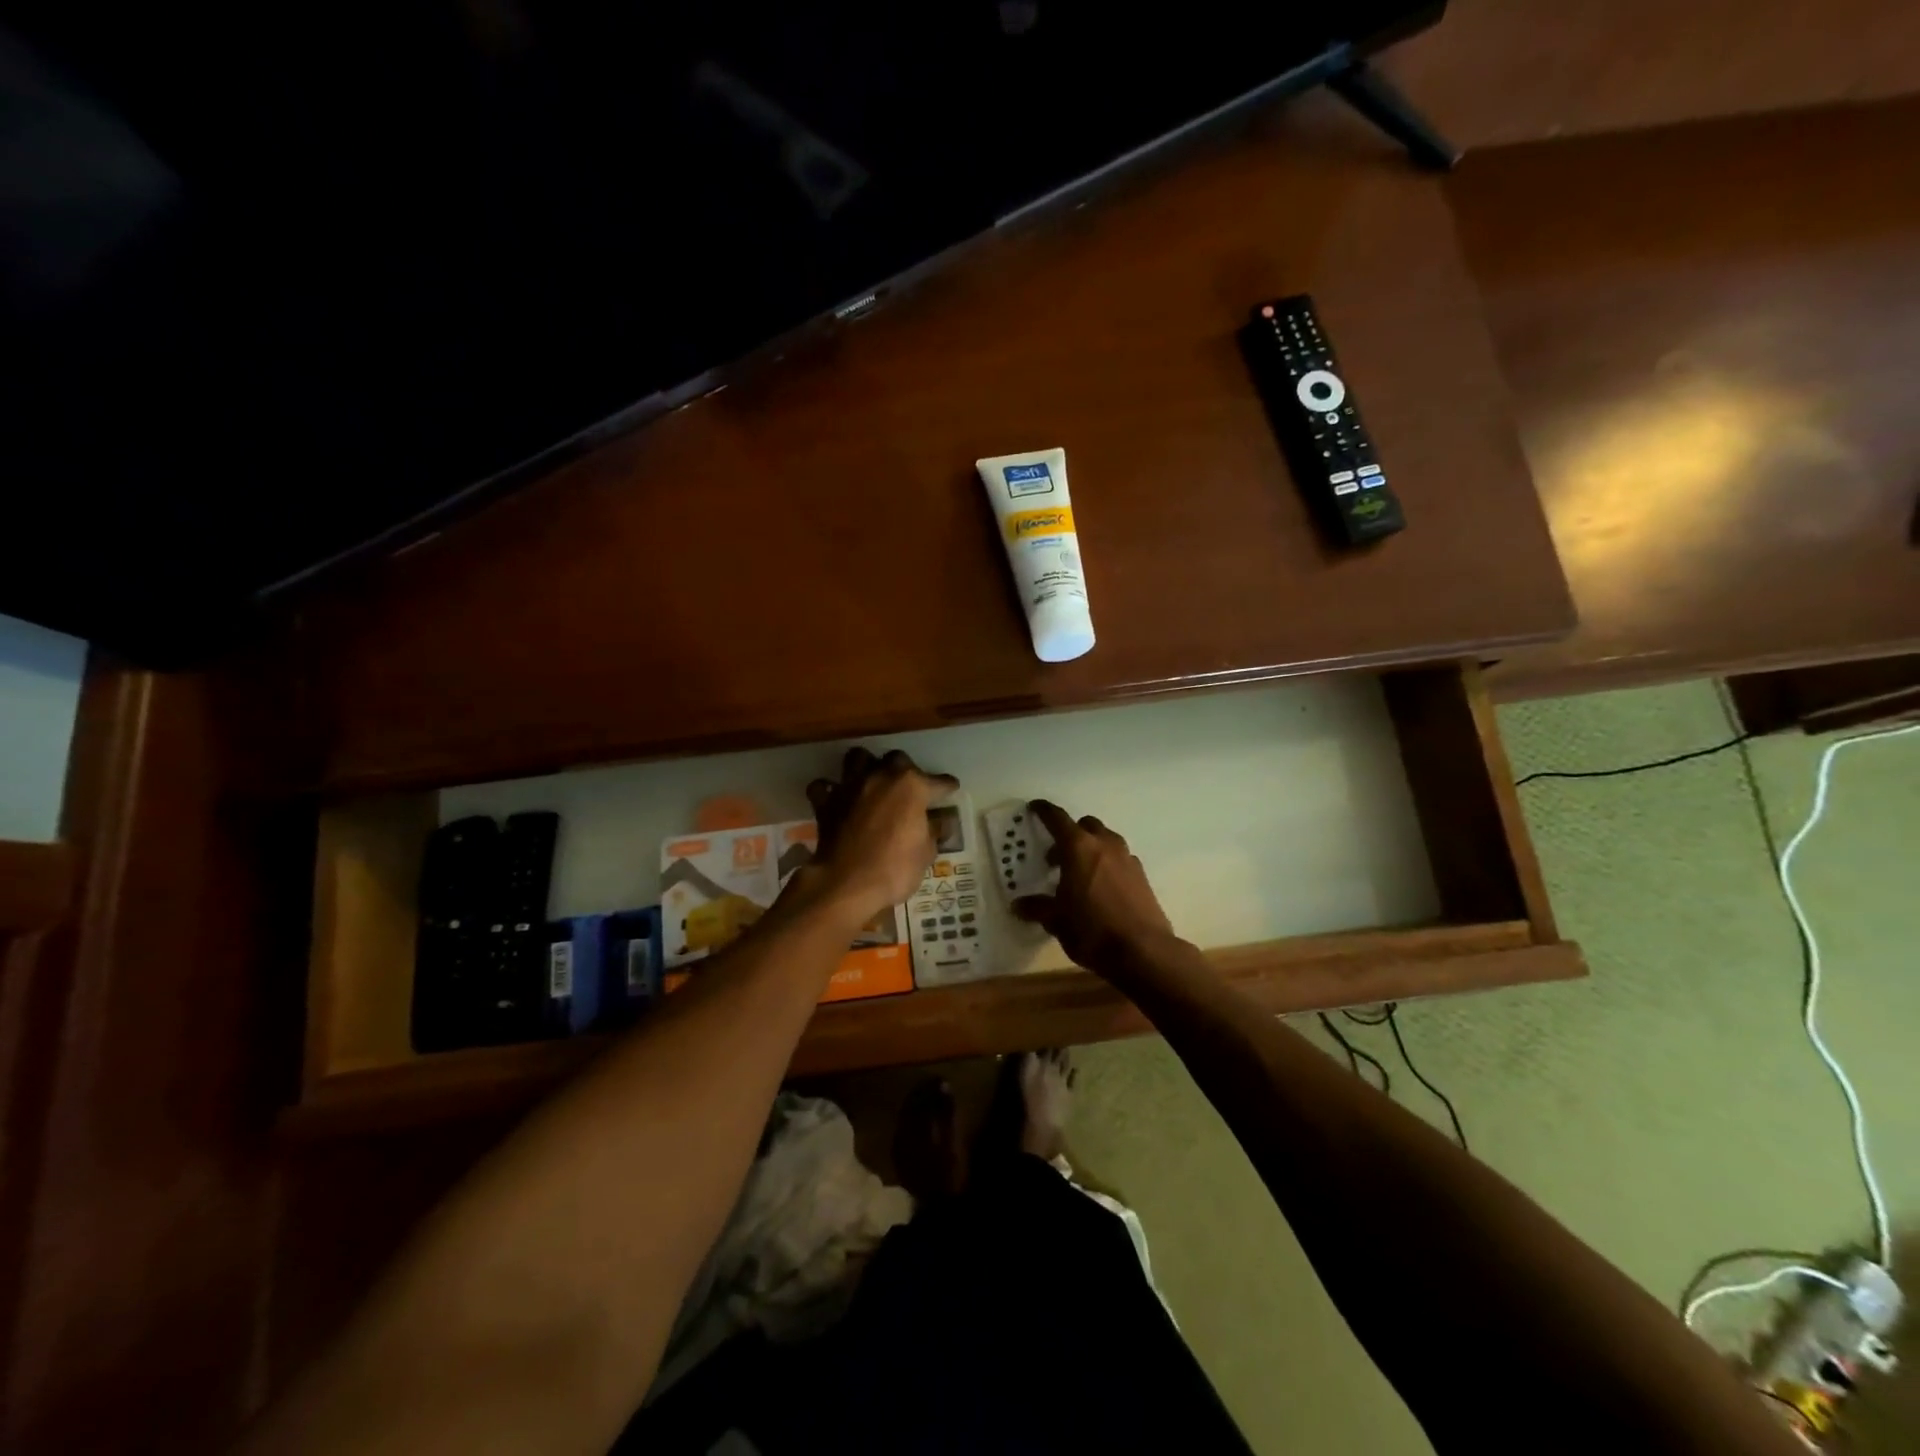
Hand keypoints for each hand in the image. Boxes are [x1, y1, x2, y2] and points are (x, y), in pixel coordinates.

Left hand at [801, 748, 957, 922]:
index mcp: (912, 786)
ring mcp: (851, 786)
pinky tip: (837, 798)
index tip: (950, 788)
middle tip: (908, 787)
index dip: (946, 786)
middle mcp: (881, 777)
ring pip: (857, 758)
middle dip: (904, 769)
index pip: (937, 781)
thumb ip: (932, 831)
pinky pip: (824, 786)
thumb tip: (937, 822)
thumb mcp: (926, 853)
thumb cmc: (894, 869)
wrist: (846, 884)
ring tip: (871, 780)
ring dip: (866, 766)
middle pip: (897, 759)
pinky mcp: (826, 802)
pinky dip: (830, 789)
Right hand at [1013, 800, 1177, 973]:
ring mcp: (1127, 859)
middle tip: (1056, 856)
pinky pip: (1120, 859)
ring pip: (1106, 840)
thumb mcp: (1057, 920)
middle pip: (1085, 825)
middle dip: (1070, 834)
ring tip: (1079, 873)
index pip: (1057, 819)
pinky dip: (1108, 864)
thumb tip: (1019, 905)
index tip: (1035, 807)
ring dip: (1091, 848)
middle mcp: (1104, 845)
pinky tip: (1101, 888)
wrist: (1143, 951)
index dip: (1044, 811)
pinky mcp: (1142, 876)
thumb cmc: (1091, 930)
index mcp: (1078, 848)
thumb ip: (1037, 908)